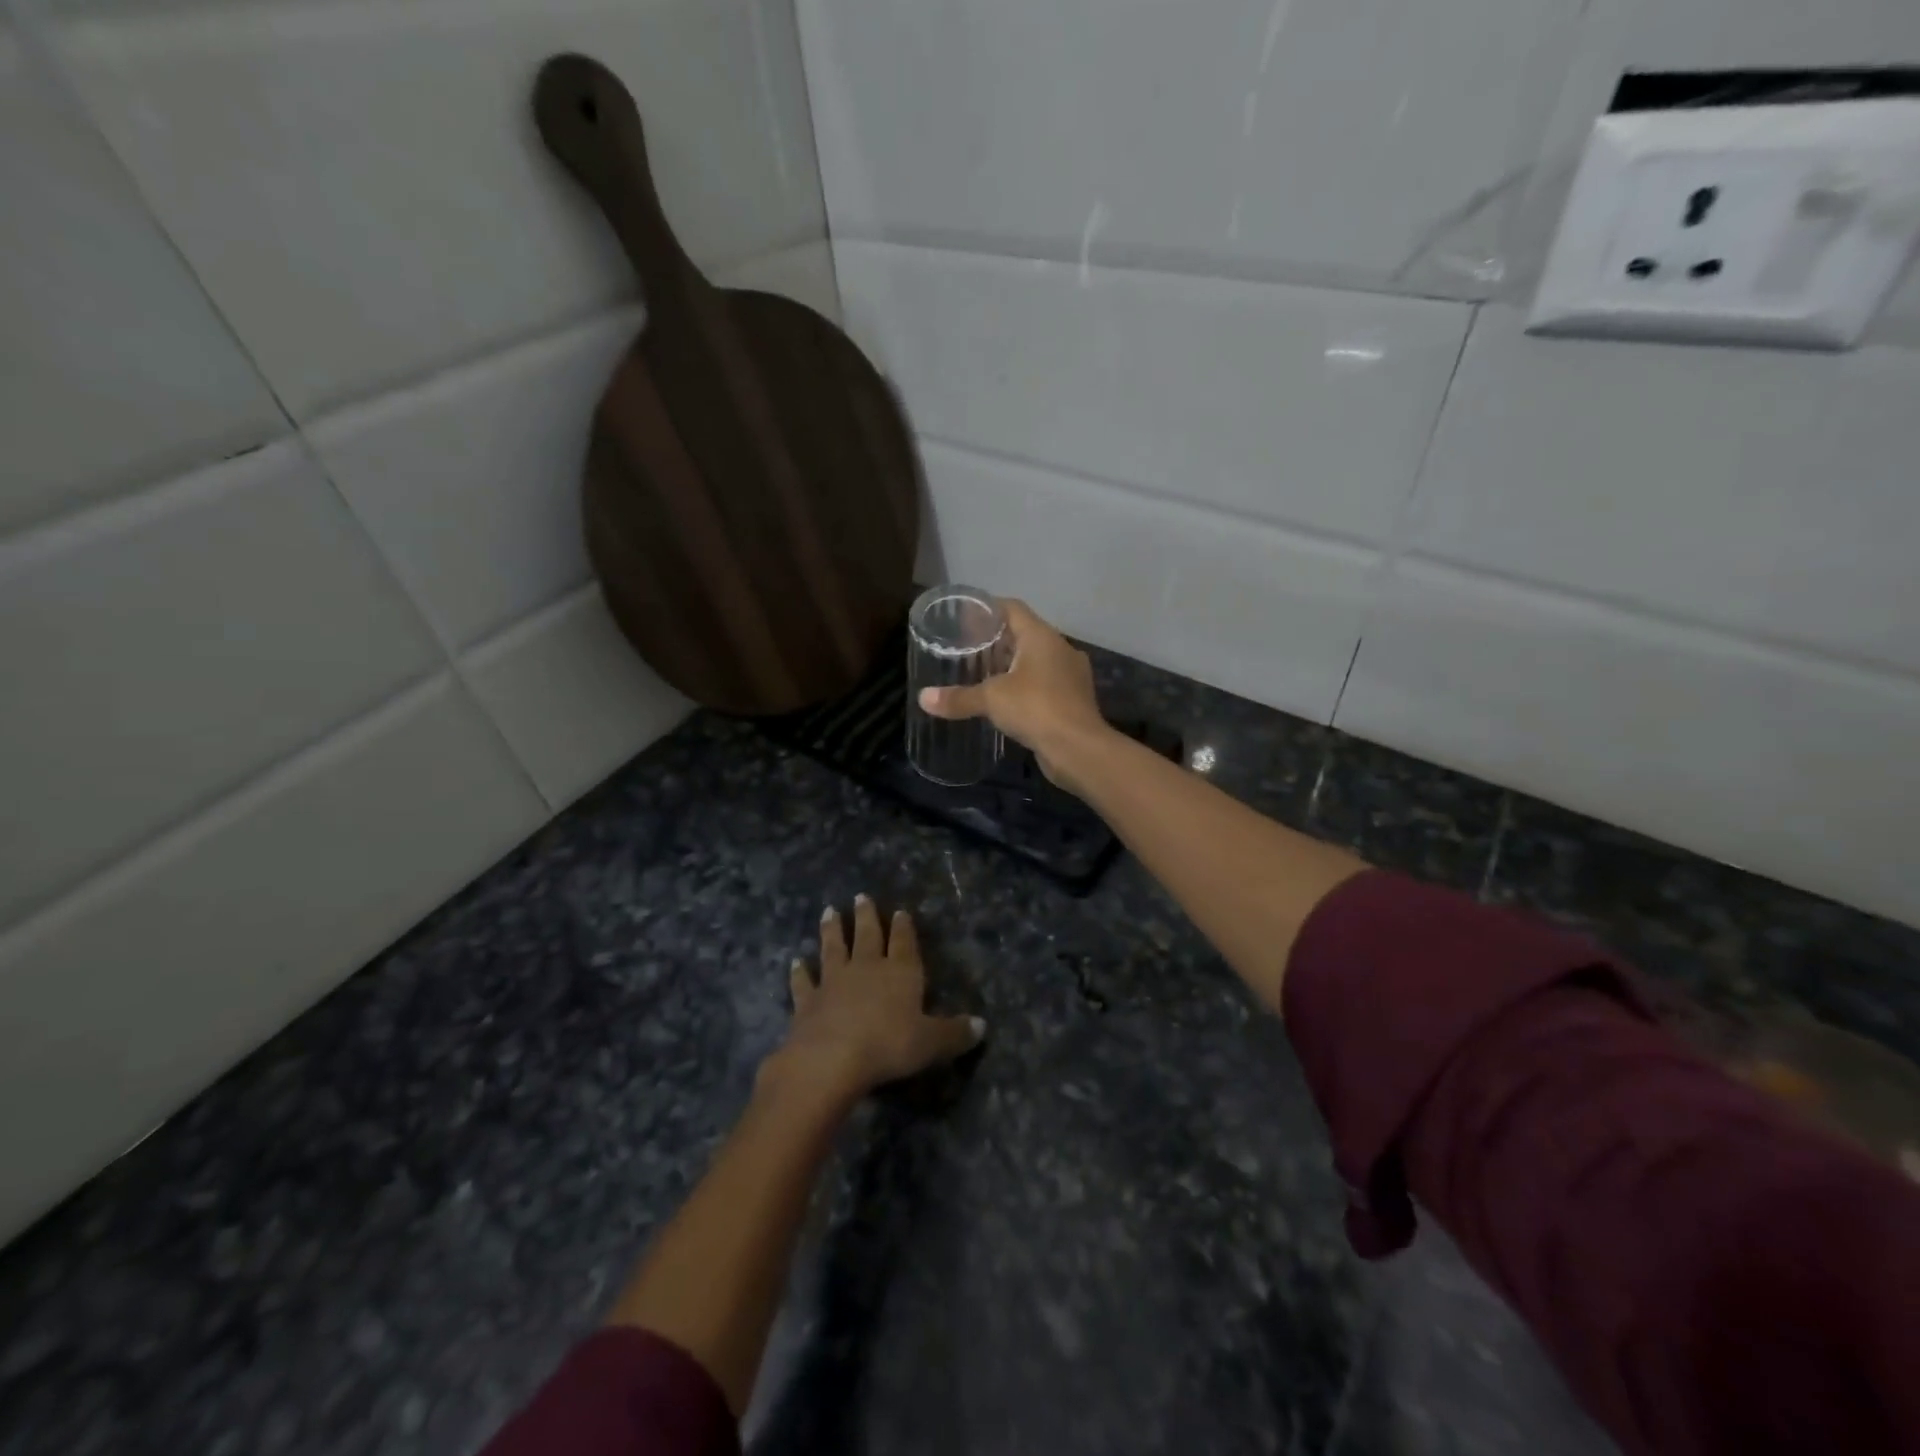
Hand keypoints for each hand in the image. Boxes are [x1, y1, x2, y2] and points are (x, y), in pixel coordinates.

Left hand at [768, 895, 983, 1101]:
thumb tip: (982, 1026)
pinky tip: (795, 962)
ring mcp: (833, 981)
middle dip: (866, 916)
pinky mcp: (807, 1001)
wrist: (831, 1058)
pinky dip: (799, 972)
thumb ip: (954, 1033)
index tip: (900, 911)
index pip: (904, 944)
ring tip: (829, 911)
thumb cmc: (888, 1045)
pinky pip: (803, 982)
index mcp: (900, 973)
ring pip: (833, 948)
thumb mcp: (931, 1042)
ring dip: (831, 930)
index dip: (903, 928)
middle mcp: (867, 968)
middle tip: (861, 895)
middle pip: (867, 935)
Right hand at [916, 599, 1111, 792]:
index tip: (965, 618)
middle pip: (1025, 634)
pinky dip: (1025, 687)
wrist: (1079, 749)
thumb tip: (923, 698)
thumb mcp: (991, 699)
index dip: (988, 609)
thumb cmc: (1036, 709)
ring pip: (1036, 661)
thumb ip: (958, 697)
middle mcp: (1060, 649)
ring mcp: (1071, 675)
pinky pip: (1045, 684)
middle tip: (967, 648)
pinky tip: (1006, 701)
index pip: (1013, 609)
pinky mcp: (1073, 700)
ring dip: (1012, 665)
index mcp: (1042, 637)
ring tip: (983, 674)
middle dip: (997, 640)